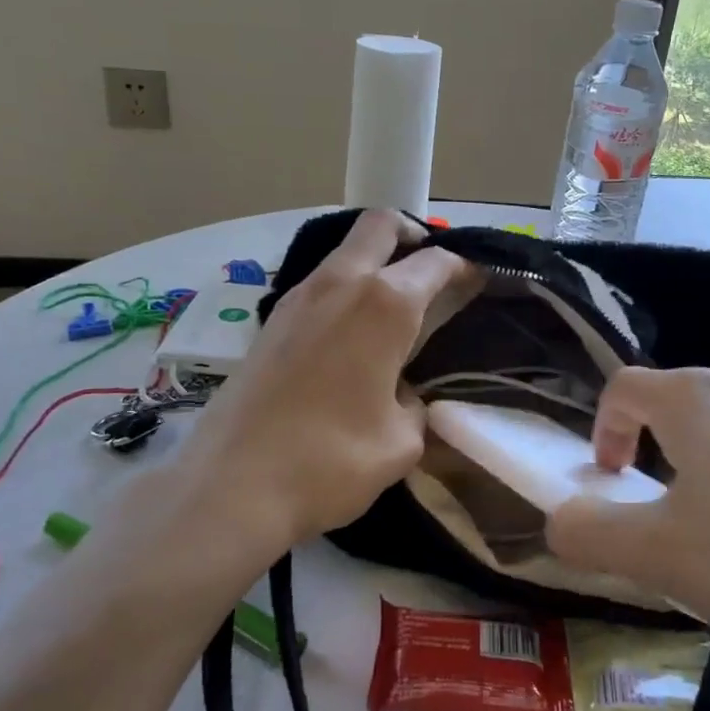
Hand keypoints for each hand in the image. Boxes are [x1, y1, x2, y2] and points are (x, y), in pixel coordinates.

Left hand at [147, 211, 475, 560]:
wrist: (232, 485)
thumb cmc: (331, 461)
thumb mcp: (401, 441)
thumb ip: (414, 404)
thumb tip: (400, 392)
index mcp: (384, 304)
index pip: (435, 261)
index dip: (464, 267)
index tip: (478, 280)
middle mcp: (340, 283)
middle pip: (381, 225)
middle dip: (413, 235)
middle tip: (431, 270)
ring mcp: (298, 297)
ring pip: (344, 252)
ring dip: (375, 262)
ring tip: (395, 307)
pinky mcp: (271, 321)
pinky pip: (320, 283)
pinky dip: (345, 289)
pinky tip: (352, 335)